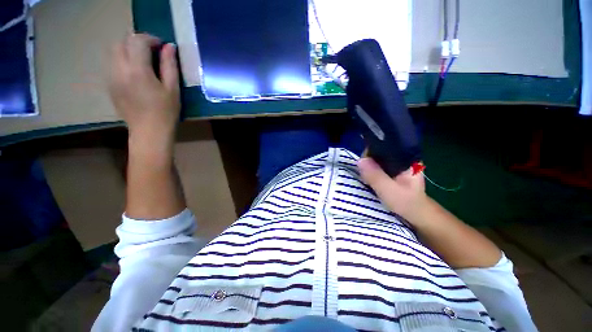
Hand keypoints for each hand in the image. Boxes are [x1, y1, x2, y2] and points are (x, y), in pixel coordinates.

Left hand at [108, 34, 179, 151]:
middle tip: (152, 51)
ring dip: (128, 49)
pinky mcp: (109, 84)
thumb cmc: (165, 112)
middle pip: (122, 42)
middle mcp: (119, 69)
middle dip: (137, 41)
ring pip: (114, 51)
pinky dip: (123, 60)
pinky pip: (112, 63)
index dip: (150, 39)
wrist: (148, 131)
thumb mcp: (172, 89)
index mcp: (137, 70)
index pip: (138, 41)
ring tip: (143, 60)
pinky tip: (135, 71)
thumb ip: (170, 66)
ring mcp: (111, 76)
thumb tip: (169, 47)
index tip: (161, 46)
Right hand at [358, 158, 428, 221]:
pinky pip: (376, 165)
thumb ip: (375, 176)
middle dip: (367, 162)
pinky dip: (370, 171)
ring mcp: (396, 163)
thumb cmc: (406, 202)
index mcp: (406, 157)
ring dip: (368, 167)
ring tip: (366, 178)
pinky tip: (369, 178)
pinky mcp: (391, 170)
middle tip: (364, 175)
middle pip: (378, 152)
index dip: (370, 153)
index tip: (363, 166)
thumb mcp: (389, 190)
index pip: (383, 146)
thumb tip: (360, 161)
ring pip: (376, 159)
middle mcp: (401, 156)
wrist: (416, 214)